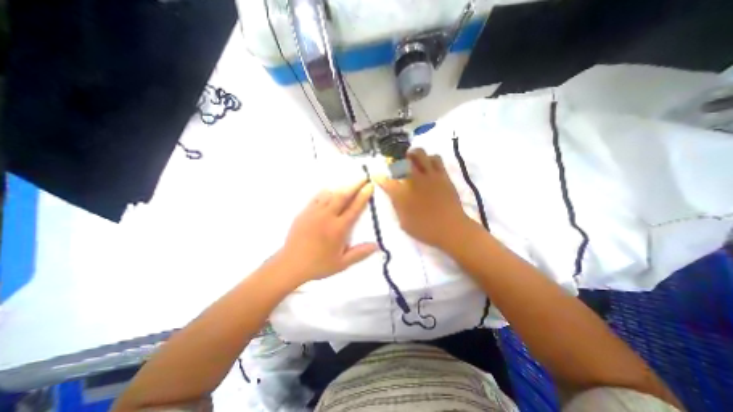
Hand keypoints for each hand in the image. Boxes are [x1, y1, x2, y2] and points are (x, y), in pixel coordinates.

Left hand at [277, 178, 377, 283]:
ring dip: (341, 187)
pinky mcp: (304, 212)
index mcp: (338, 229)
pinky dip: (326, 191)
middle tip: (363, 177)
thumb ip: (360, 253)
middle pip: (343, 196)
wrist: (290, 264)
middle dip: (354, 185)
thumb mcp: (342, 263)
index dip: (363, 196)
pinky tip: (330, 190)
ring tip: (349, 183)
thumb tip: (377, 245)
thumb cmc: (318, 265)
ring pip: (330, 194)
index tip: (370, 186)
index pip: (354, 208)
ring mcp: (314, 212)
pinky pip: (317, 197)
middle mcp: (327, 217)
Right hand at [378, 148, 474, 249]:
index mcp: (402, 194)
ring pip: (420, 154)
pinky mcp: (442, 175)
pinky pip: (436, 158)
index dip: (379, 177)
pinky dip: (429, 158)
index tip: (376, 175)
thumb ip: (396, 206)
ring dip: (413, 155)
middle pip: (402, 160)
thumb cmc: (425, 229)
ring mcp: (429, 175)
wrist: (451, 228)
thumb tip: (393, 195)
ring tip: (412, 161)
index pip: (386, 181)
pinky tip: (428, 165)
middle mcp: (414, 180)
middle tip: (397, 165)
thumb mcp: (404, 222)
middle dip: (396, 160)